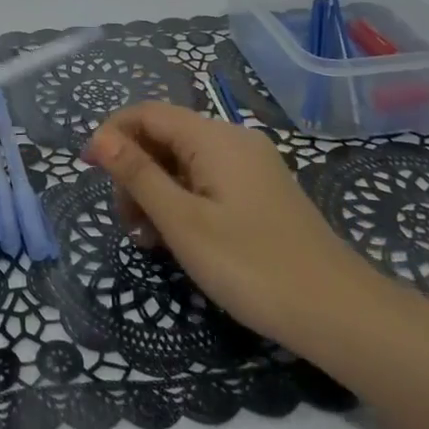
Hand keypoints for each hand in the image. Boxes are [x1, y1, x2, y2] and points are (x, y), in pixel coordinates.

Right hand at [83, 103, 373, 343]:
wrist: (342, 315)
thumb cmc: (253, 267)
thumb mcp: (184, 223)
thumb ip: (139, 176)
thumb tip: (100, 138)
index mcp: (214, 138)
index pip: (148, 113)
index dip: (113, 133)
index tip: (87, 169)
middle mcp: (233, 140)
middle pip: (165, 136)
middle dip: (135, 170)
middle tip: (127, 223)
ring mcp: (252, 166)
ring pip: (185, 161)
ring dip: (156, 190)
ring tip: (150, 240)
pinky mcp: (262, 192)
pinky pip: (208, 179)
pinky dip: (183, 200)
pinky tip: (180, 238)